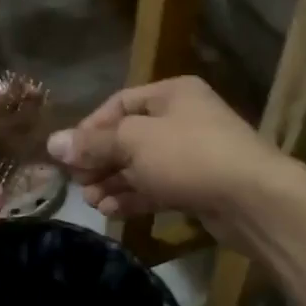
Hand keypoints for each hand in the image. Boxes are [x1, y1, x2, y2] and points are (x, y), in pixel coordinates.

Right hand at [45, 78, 279, 236]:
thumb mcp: (134, 142)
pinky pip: (157, 187)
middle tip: (77, 183)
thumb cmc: (189, 155)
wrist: (254, 199)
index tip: (67, 153)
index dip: (90, 128)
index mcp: (171, 94)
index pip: (119, 104)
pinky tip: (111, 211)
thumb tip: (52, 143)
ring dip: (113, 182)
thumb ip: (93, 143)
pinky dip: (133, 197)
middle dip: (100, 160)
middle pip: (128, 136)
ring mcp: (192, 155)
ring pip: (142, 165)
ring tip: (90, 202)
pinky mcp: (198, 187)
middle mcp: (182, 119)